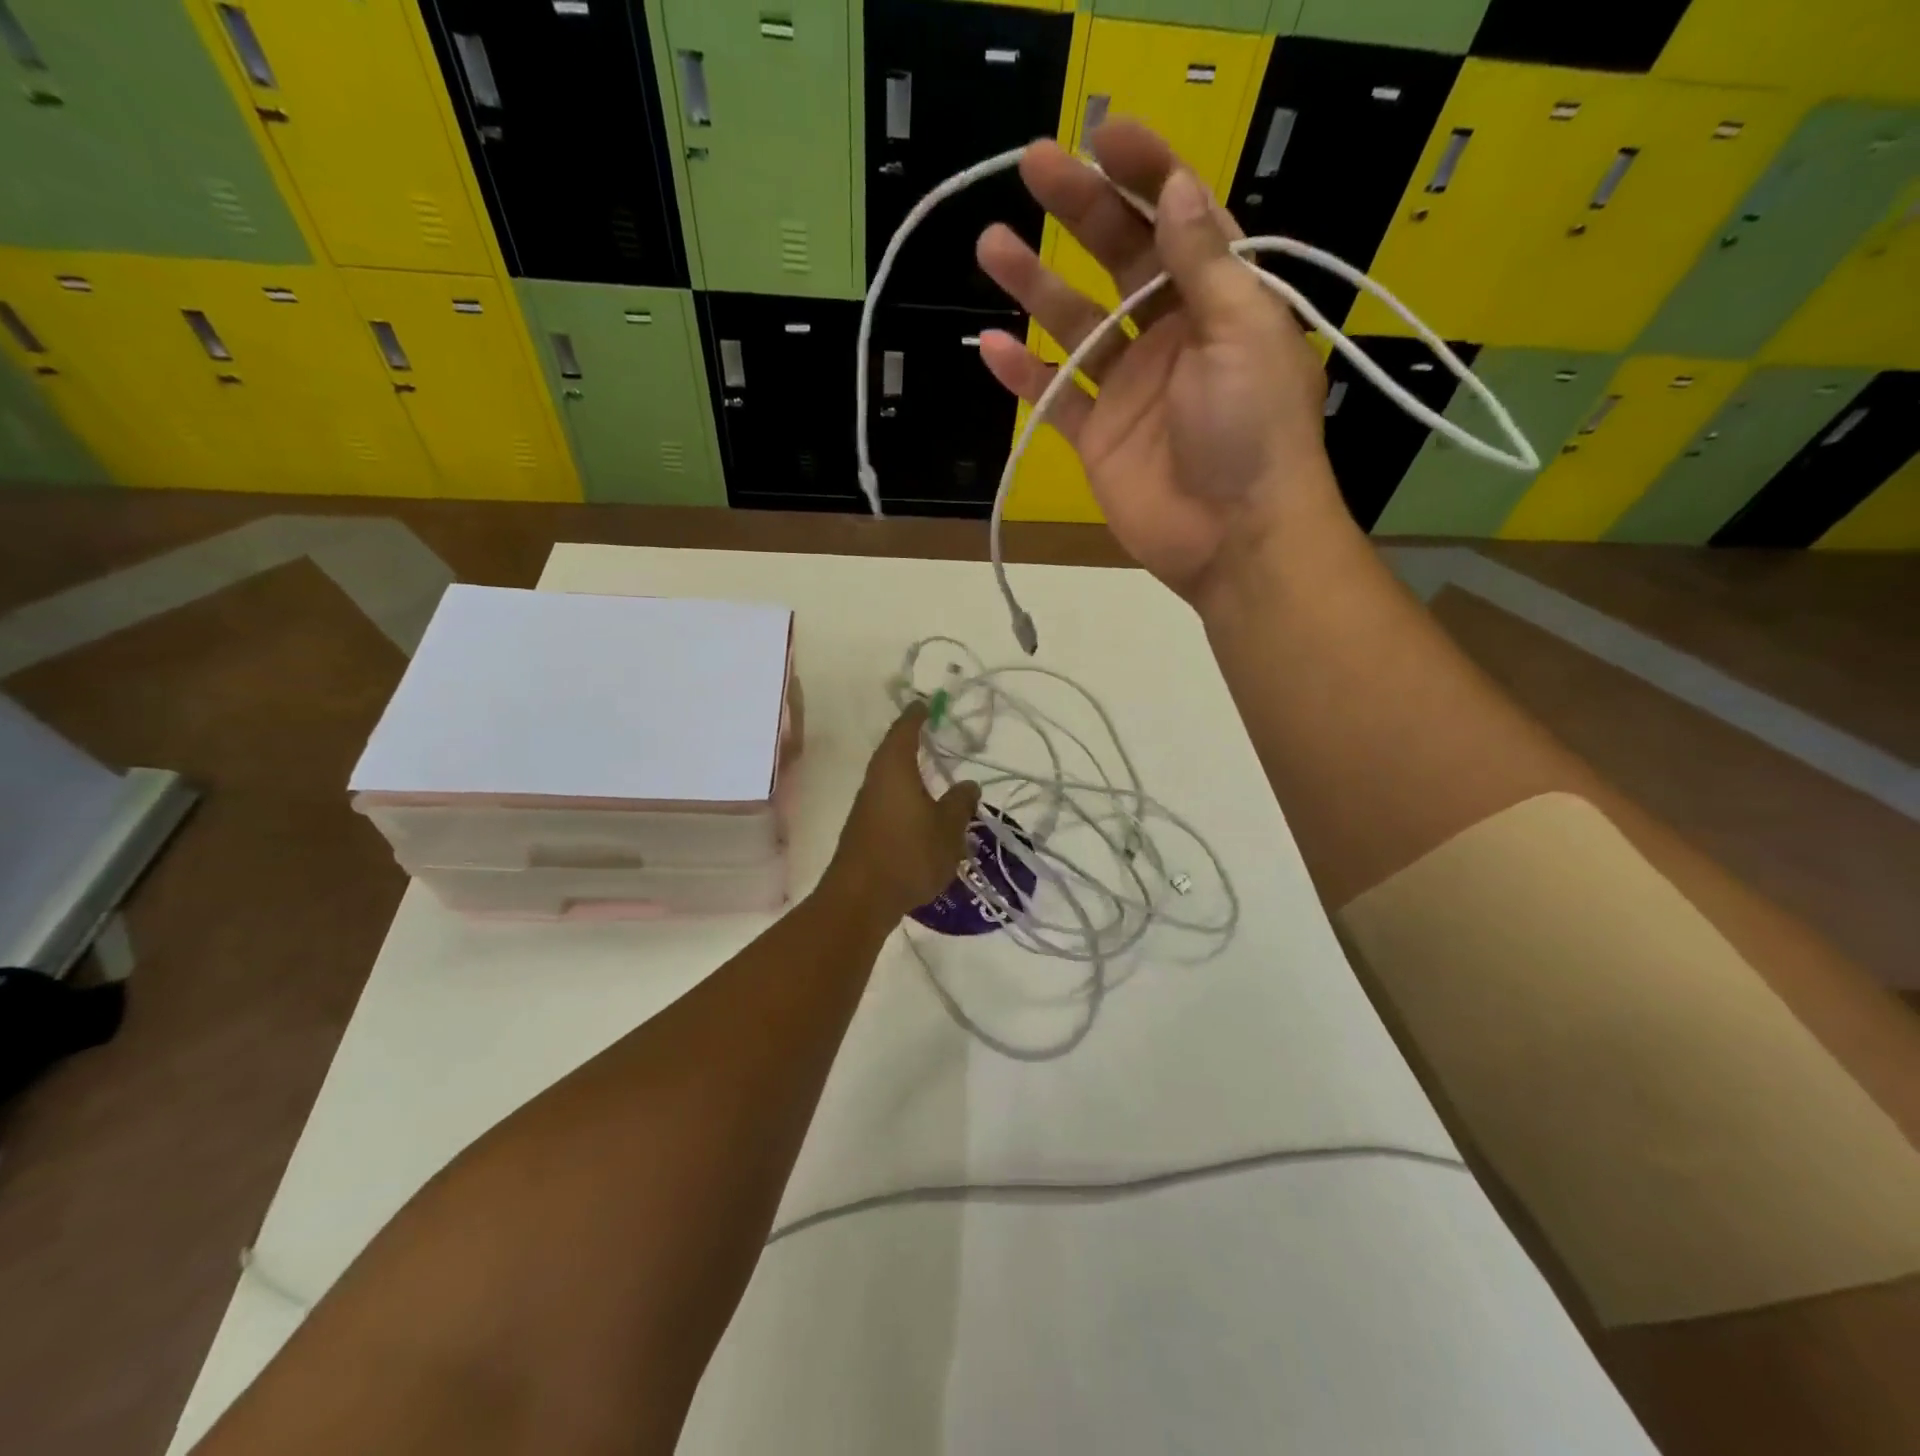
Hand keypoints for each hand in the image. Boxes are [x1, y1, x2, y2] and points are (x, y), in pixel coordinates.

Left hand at [824, 704, 981, 921]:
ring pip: (889, 779)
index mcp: (895, 769)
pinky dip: (904, 797)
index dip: (916, 716)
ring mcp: (866, 807)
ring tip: (931, 774)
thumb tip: (968, 784)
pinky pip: (887, 801)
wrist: (860, 898)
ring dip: (908, 773)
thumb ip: (960, 804)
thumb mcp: (948, 829)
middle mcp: (875, 781)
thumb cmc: (908, 854)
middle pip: (892, 752)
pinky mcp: (864, 830)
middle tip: (931, 734)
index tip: (926, 704)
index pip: (905, 731)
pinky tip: (920, 812)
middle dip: (911, 742)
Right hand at [977, 121, 1347, 602]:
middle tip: (1032, 167)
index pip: (1179, 220)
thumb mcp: (1242, 330)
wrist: (1236, 537)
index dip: (1145, 172)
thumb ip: (1203, 262)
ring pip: (1076, 326)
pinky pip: (1055, 399)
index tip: (1101, 135)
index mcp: (1220, 302)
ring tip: (991, 245)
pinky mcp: (1099, 440)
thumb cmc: (1254, 429)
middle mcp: (1173, 336)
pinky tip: (992, 347)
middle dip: (1080, 211)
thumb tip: (1175, 187)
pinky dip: (1025, 376)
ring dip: (1035, 287)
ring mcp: (1130, 390)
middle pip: (1120, 260)